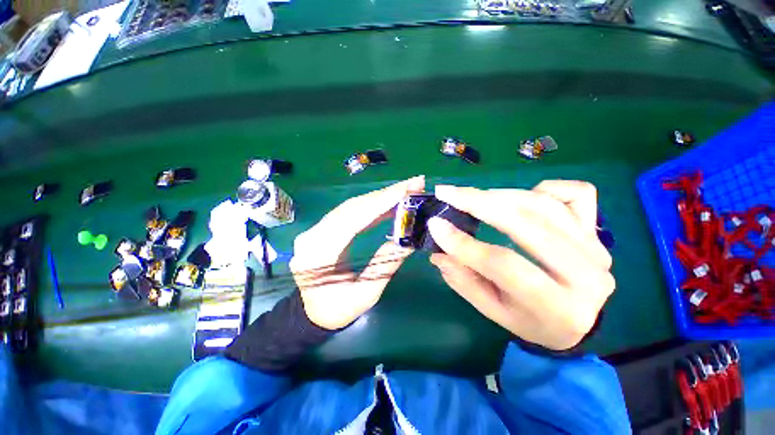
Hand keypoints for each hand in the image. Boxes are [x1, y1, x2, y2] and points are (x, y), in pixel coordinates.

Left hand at [290, 176, 424, 329]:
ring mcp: (317, 230)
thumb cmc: (337, 310)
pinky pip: (350, 213)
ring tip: (406, 190)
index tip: (406, 189)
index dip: (380, 203)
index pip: (352, 220)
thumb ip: (386, 264)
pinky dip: (372, 206)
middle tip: (413, 184)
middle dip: (385, 194)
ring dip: (380, 197)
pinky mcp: (325, 229)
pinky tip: (389, 203)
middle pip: (352, 207)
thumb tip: (409, 240)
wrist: (313, 313)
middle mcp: (313, 236)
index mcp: (318, 255)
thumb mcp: (366, 294)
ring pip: (352, 206)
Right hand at [427, 180, 613, 349]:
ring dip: (501, 194)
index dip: (464, 243)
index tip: (435, 224)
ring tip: (472, 195)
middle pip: (526, 225)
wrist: (580, 321)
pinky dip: (546, 188)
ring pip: (544, 205)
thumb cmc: (531, 320)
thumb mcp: (493, 310)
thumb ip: (464, 281)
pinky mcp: (598, 230)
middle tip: (448, 193)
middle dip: (479, 203)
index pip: (503, 265)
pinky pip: (577, 193)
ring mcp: (597, 247)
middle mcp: (586, 276)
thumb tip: (438, 251)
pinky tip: (525, 195)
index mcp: (557, 308)